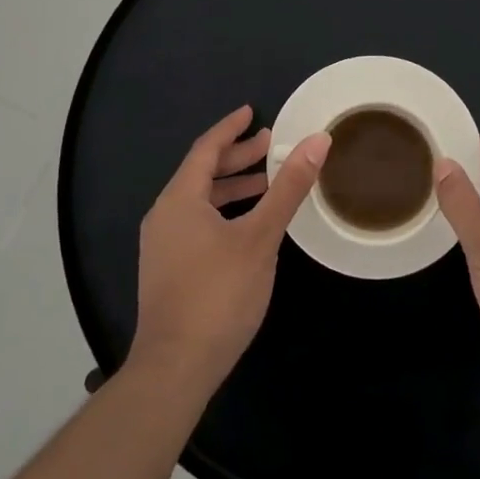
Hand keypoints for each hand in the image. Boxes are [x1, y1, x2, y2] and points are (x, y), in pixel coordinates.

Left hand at [130, 106, 329, 391]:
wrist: (176, 366)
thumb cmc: (219, 294)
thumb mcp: (260, 237)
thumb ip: (288, 188)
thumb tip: (317, 141)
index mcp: (179, 199)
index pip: (205, 149)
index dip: (230, 128)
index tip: (252, 112)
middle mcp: (164, 215)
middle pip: (201, 173)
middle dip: (236, 157)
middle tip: (270, 145)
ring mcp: (162, 245)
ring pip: (199, 201)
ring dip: (232, 187)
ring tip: (266, 183)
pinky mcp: (167, 269)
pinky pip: (196, 223)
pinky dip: (223, 212)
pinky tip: (247, 226)